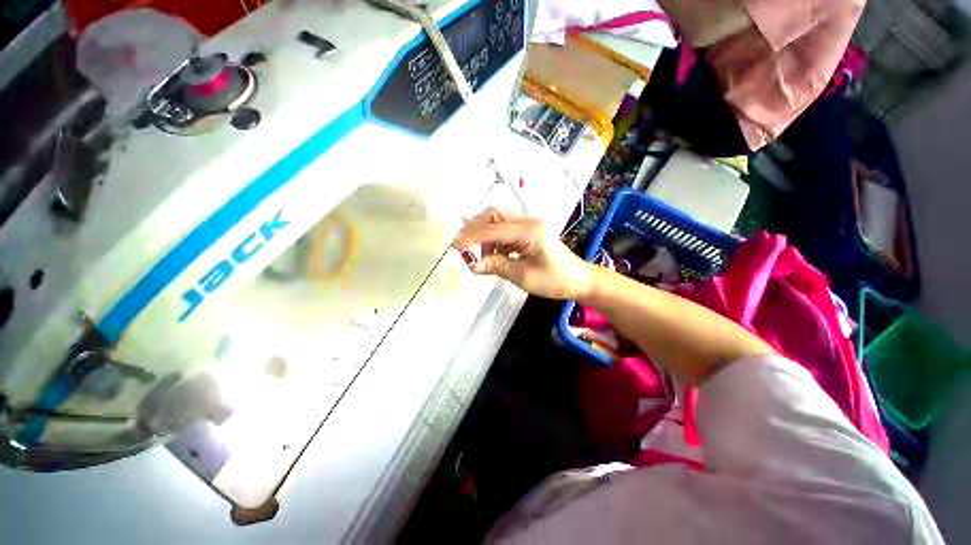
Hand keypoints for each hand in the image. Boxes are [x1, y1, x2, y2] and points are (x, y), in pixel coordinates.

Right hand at [453, 208, 594, 299]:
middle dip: (476, 228)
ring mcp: (529, 224)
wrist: (578, 279)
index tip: (457, 247)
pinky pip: (504, 229)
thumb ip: (497, 267)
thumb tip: (472, 266)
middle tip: (464, 246)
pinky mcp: (528, 231)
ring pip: (498, 220)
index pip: (494, 229)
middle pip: (495, 214)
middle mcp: (529, 221)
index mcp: (531, 232)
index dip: (473, 237)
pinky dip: (493, 239)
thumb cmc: (555, 281)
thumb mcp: (524, 277)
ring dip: (484, 235)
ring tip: (482, 257)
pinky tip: (492, 254)